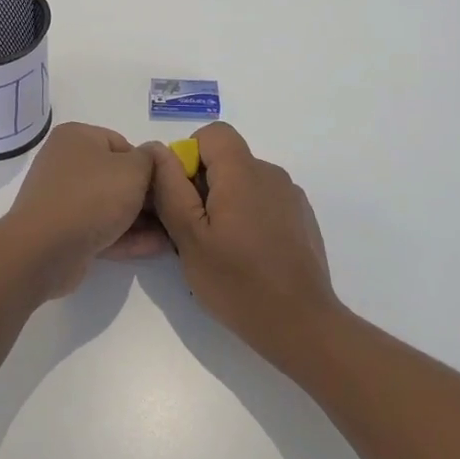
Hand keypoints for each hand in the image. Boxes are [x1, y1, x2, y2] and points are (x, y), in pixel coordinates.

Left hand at [0, 123, 167, 298]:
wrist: (45, 249)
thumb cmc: (92, 197)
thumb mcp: (134, 169)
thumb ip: (151, 159)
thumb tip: (154, 157)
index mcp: (77, 137)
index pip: (123, 144)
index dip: (148, 165)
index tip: (166, 185)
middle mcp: (65, 163)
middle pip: (116, 176)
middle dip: (147, 196)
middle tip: (174, 211)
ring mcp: (62, 198)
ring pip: (110, 205)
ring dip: (140, 219)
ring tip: (172, 234)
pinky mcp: (63, 230)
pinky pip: (100, 228)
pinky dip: (126, 236)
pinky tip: (156, 247)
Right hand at [148, 122, 340, 365]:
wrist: (301, 325)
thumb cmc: (237, 281)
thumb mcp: (189, 237)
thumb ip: (170, 188)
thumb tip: (157, 151)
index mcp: (243, 172)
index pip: (213, 133)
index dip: (190, 155)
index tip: (182, 196)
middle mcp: (271, 174)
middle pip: (228, 160)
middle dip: (204, 185)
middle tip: (193, 231)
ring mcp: (291, 197)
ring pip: (245, 183)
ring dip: (226, 203)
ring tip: (220, 249)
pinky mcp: (302, 219)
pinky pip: (265, 202)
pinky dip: (249, 217)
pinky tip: (248, 257)